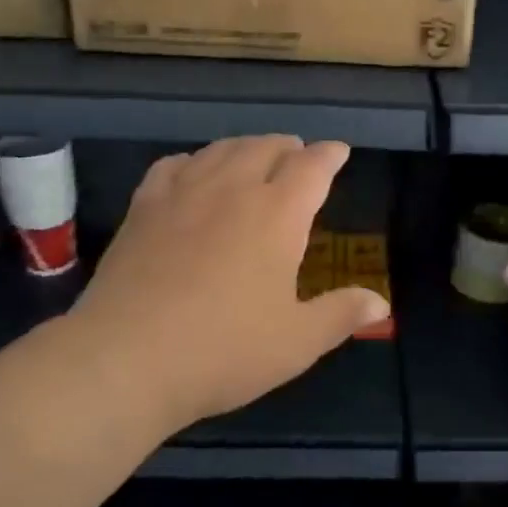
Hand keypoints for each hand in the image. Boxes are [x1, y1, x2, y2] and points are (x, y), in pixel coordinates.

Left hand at [69, 136, 388, 431]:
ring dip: (246, 147)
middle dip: (288, 148)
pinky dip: (194, 161)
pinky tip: (193, 173)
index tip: (338, 152)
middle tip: (297, 157)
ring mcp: (183, 194)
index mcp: (278, 214)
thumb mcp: (296, 342)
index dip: (330, 155)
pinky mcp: (144, 208)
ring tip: (253, 156)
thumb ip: (341, 315)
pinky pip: (173, 165)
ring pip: (221, 149)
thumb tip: (381, 303)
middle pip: (266, 147)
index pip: (312, 167)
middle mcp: (233, 190)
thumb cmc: (223, 351)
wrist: (126, 359)